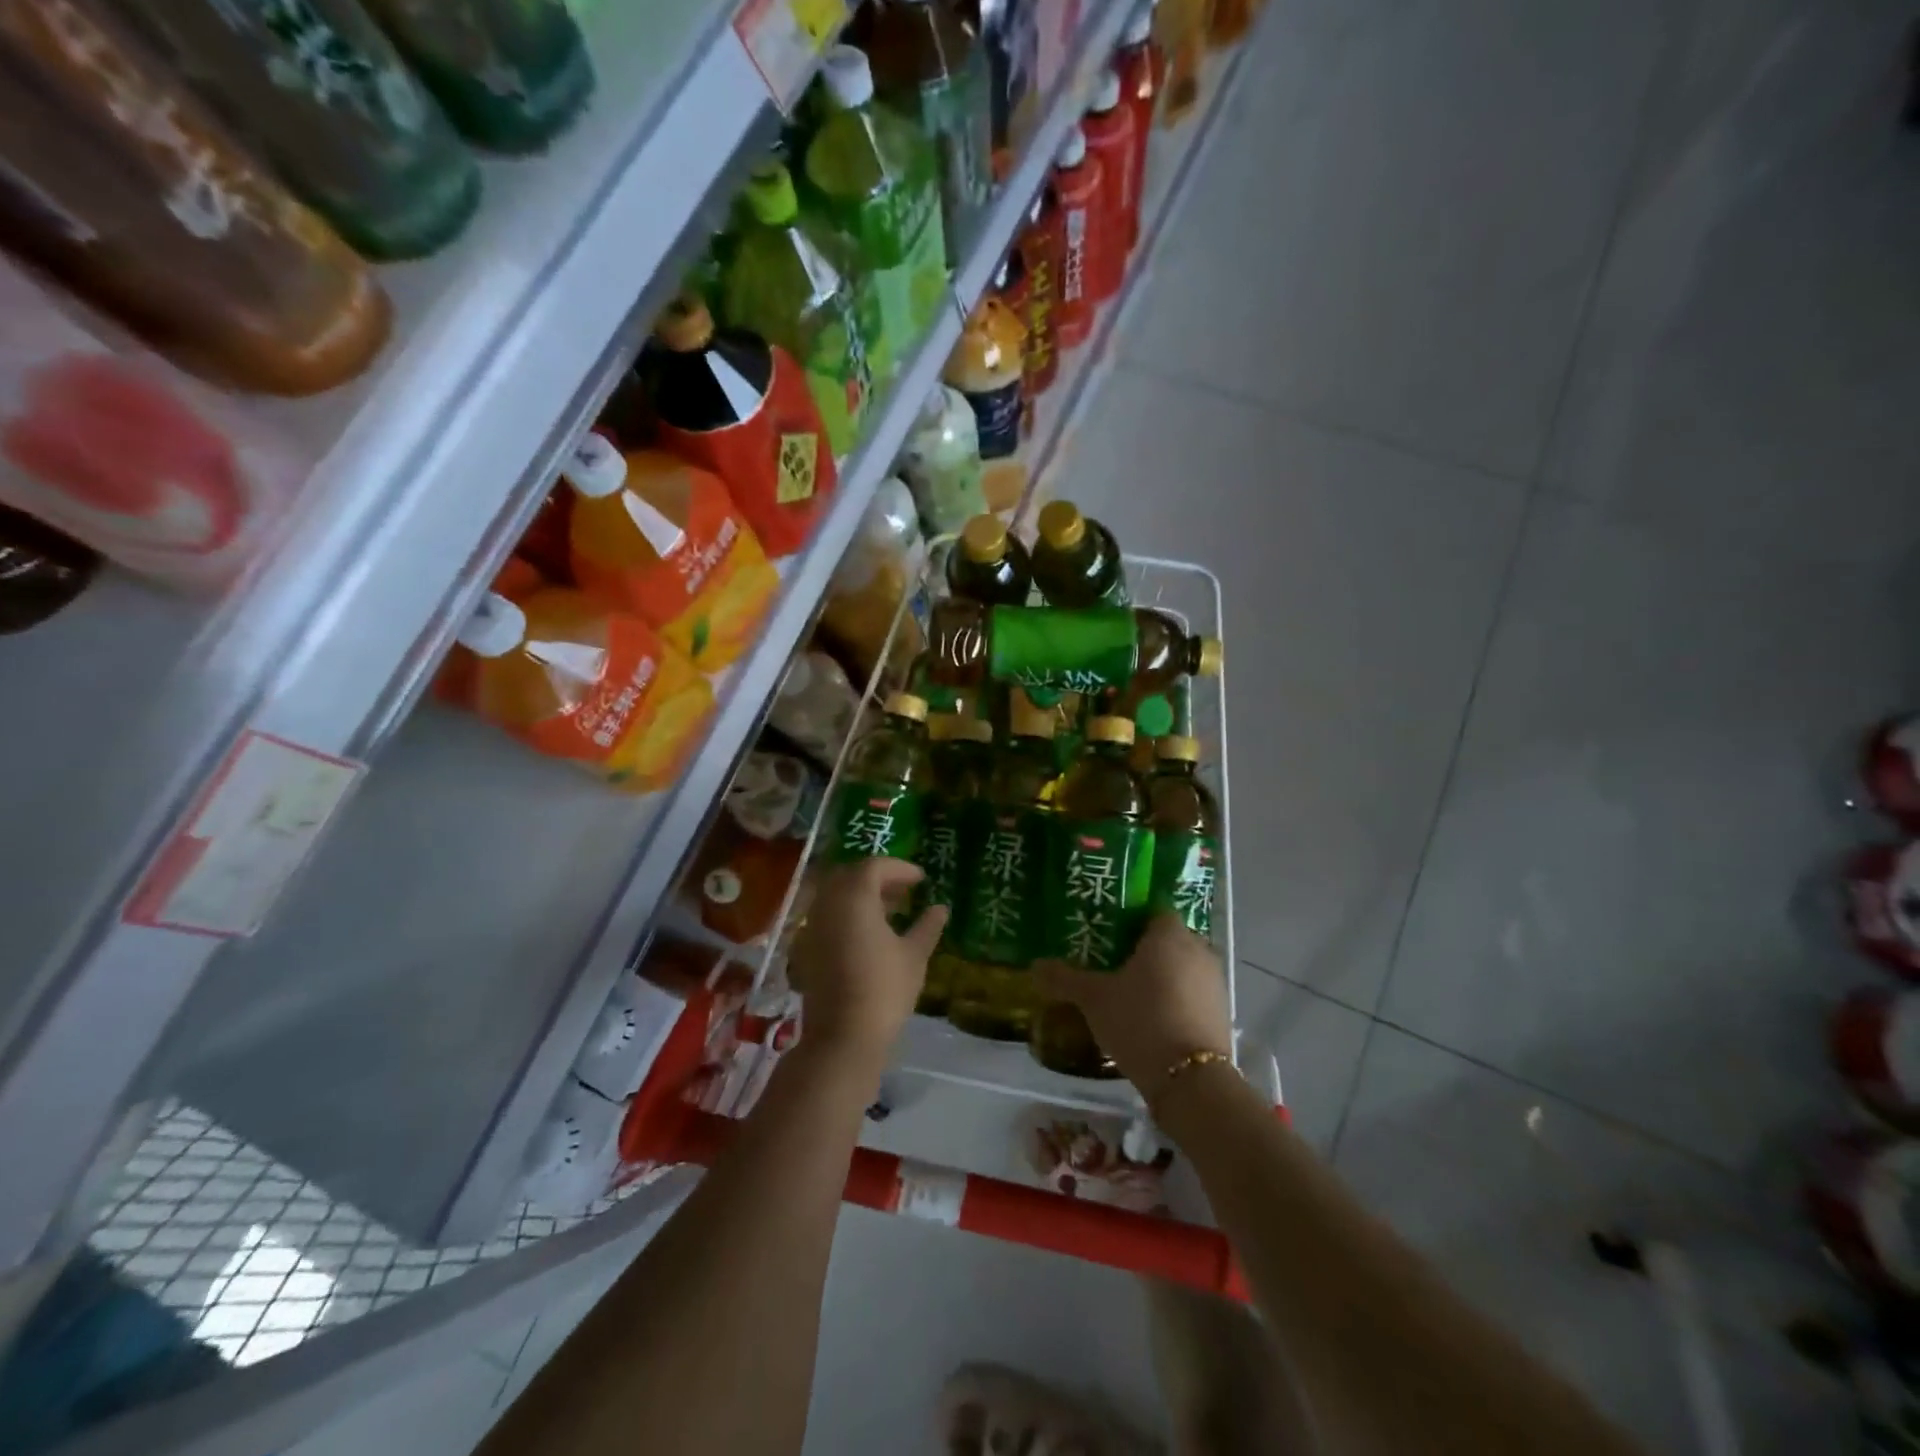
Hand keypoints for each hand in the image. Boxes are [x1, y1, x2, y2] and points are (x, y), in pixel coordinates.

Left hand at [788, 858, 947, 1067]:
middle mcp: (827, 905)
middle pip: (850, 875)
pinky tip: (868, 934)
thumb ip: (927, 926)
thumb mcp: (914, 956)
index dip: (899, 869)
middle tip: (904, 891)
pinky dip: (846, 914)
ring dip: (861, 896)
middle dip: (877, 878)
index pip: (874, 866)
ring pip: (835, 895)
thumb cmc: (884, 990)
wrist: (842, 1037)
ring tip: (890, 912)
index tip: (921, 880)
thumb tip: (940, 908)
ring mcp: (812, 927)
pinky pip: (826, 917)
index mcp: (854, 898)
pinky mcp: (806, 949)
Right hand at [1034, 914, 1231, 1097]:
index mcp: (1169, 935)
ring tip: (1129, 992)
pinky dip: (1176, 999)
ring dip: (1162, 976)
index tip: (1108, 934)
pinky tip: (1151, 1018)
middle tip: (1112, 962)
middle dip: (1144, 949)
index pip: (1153, 911)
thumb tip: (1035, 965)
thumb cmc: (1140, 1021)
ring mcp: (1214, 982)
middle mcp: (1198, 950)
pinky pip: (1193, 994)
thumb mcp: (1094, 999)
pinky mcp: (1222, 1012)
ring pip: (1182, 967)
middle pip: (1168, 939)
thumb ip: (1065, 979)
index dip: (1132, 919)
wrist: (1190, 1081)